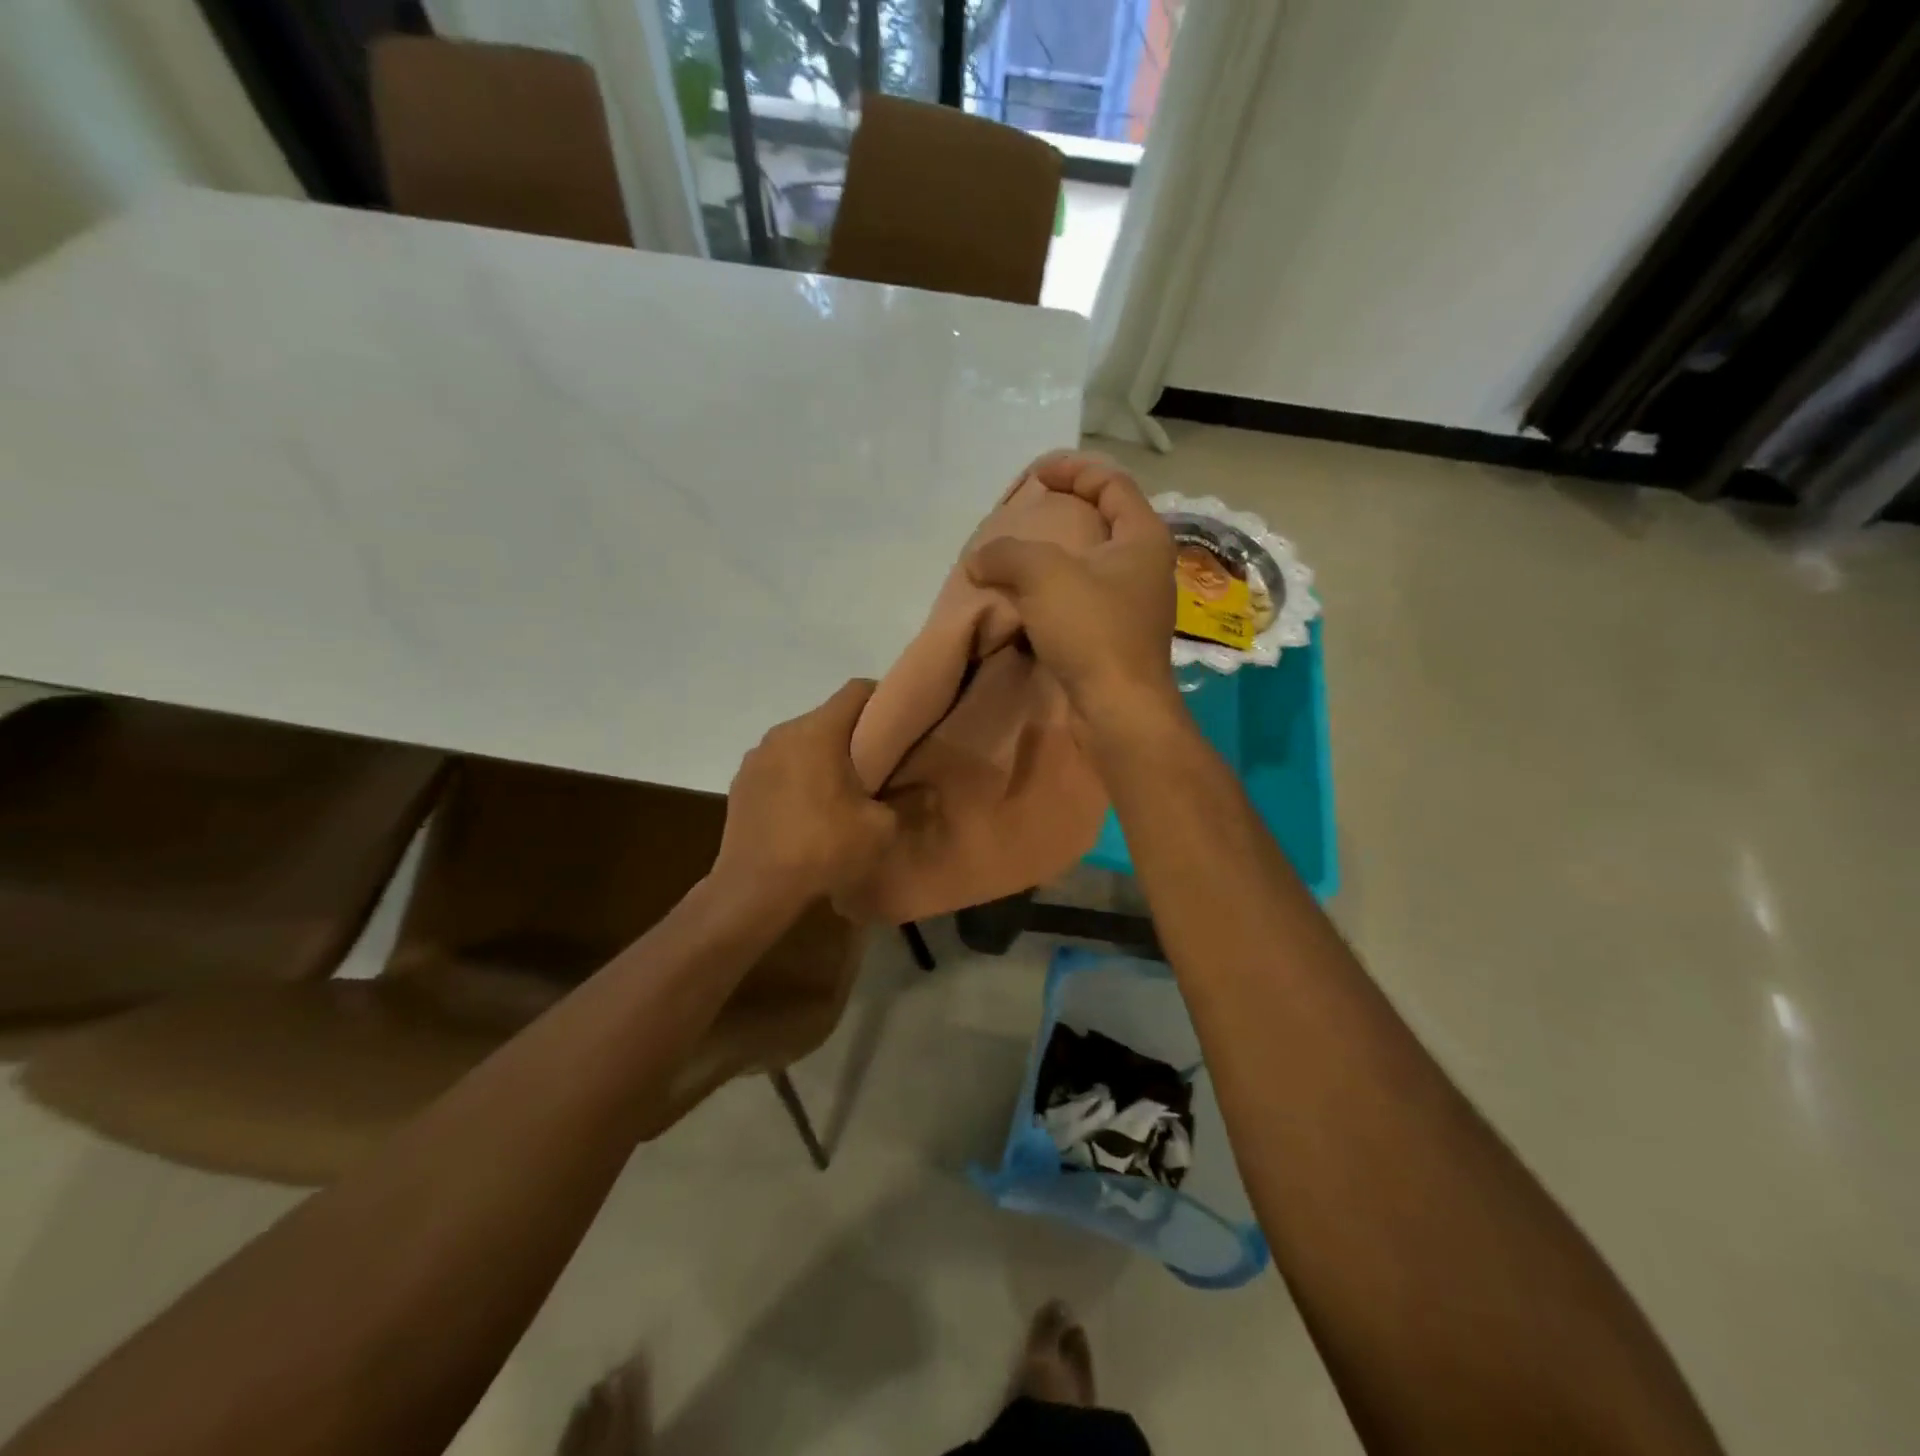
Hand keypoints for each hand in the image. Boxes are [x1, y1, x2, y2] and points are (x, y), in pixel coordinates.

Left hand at [713, 679, 897, 909]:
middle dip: (855, 734)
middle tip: (877, 765)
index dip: (885, 700)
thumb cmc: (822, 850)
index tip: (901, 725)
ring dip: (823, 756)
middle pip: (829, 716)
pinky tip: (806, 809)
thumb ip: (905, 800)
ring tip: (840, 791)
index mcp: (818, 731)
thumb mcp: (881, 829)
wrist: (754, 889)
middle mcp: (783, 732)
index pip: (857, 690)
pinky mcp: (741, 781)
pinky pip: (780, 764)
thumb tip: (925, 788)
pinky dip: (797, 775)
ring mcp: (757, 756)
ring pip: (802, 741)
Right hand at [966, 452, 1178, 721]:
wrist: (1117, 709)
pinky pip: (1081, 600)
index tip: (1036, 474)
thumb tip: (978, 560)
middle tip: (1025, 514)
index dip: (1073, 470)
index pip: (1112, 483)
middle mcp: (1144, 567)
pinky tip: (1025, 600)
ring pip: (1089, 565)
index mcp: (1143, 538)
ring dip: (1054, 557)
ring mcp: (1132, 606)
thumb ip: (1006, 554)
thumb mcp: (1043, 576)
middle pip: (1103, 521)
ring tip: (1017, 557)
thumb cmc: (1092, 631)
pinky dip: (1053, 592)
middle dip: (1063, 511)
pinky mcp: (1115, 638)